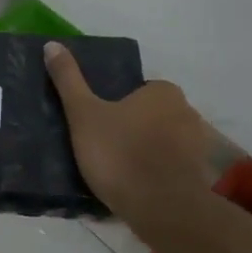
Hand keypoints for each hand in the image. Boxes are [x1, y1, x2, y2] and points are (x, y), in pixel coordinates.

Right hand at [45, 41, 210, 224]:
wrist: (162, 208)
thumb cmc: (120, 153)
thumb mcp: (84, 113)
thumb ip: (68, 79)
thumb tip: (52, 44)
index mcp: (163, 92)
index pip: (138, 90)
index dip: (117, 105)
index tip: (99, 124)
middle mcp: (187, 112)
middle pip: (152, 115)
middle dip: (133, 128)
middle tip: (104, 147)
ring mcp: (198, 147)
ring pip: (164, 143)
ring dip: (147, 153)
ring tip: (117, 173)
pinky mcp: (199, 177)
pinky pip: (172, 168)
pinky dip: (158, 174)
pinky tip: (136, 189)